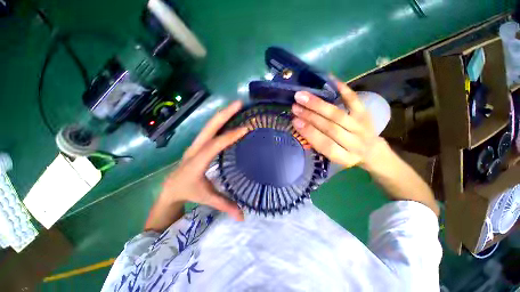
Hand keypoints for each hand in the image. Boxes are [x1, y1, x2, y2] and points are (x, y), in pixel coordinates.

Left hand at [159, 100, 247, 220]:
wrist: (170, 188)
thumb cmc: (188, 192)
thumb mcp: (207, 198)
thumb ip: (225, 206)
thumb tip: (243, 217)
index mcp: (198, 161)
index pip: (216, 144)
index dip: (231, 136)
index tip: (246, 128)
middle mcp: (196, 148)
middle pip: (210, 126)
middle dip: (224, 114)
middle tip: (239, 103)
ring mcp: (197, 144)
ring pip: (210, 124)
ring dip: (223, 114)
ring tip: (236, 105)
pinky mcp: (199, 144)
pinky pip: (210, 129)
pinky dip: (220, 120)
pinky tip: (229, 117)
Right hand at [291, 80, 385, 169]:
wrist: (372, 152)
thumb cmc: (346, 155)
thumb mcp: (332, 156)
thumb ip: (318, 144)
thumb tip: (300, 125)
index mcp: (343, 157)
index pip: (325, 145)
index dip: (309, 133)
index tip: (294, 121)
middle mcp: (355, 144)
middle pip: (330, 128)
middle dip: (310, 116)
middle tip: (295, 106)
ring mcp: (362, 128)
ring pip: (338, 115)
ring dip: (319, 105)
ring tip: (303, 97)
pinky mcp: (366, 115)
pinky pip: (355, 102)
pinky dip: (344, 91)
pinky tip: (332, 81)